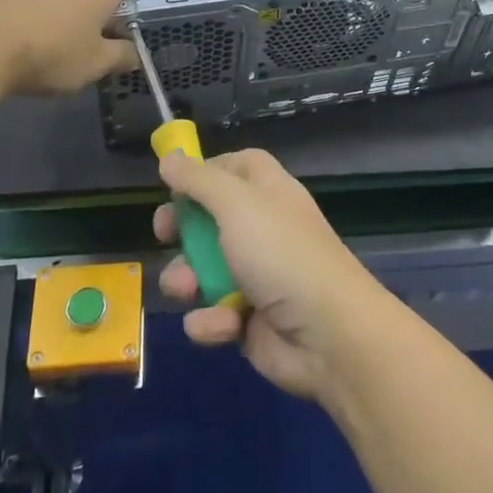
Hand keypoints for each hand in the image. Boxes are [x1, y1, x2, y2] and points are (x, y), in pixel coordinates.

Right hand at [154, 148, 389, 402]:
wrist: (327, 334)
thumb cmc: (281, 254)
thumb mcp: (237, 205)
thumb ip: (199, 181)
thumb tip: (170, 158)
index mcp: (267, 191)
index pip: (234, 167)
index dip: (204, 172)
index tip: (174, 185)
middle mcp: (261, 227)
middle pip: (208, 218)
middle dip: (181, 230)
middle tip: (164, 235)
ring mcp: (254, 274)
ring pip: (200, 270)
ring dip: (186, 281)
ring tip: (188, 290)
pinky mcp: (247, 318)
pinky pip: (212, 313)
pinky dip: (211, 321)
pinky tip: (223, 326)